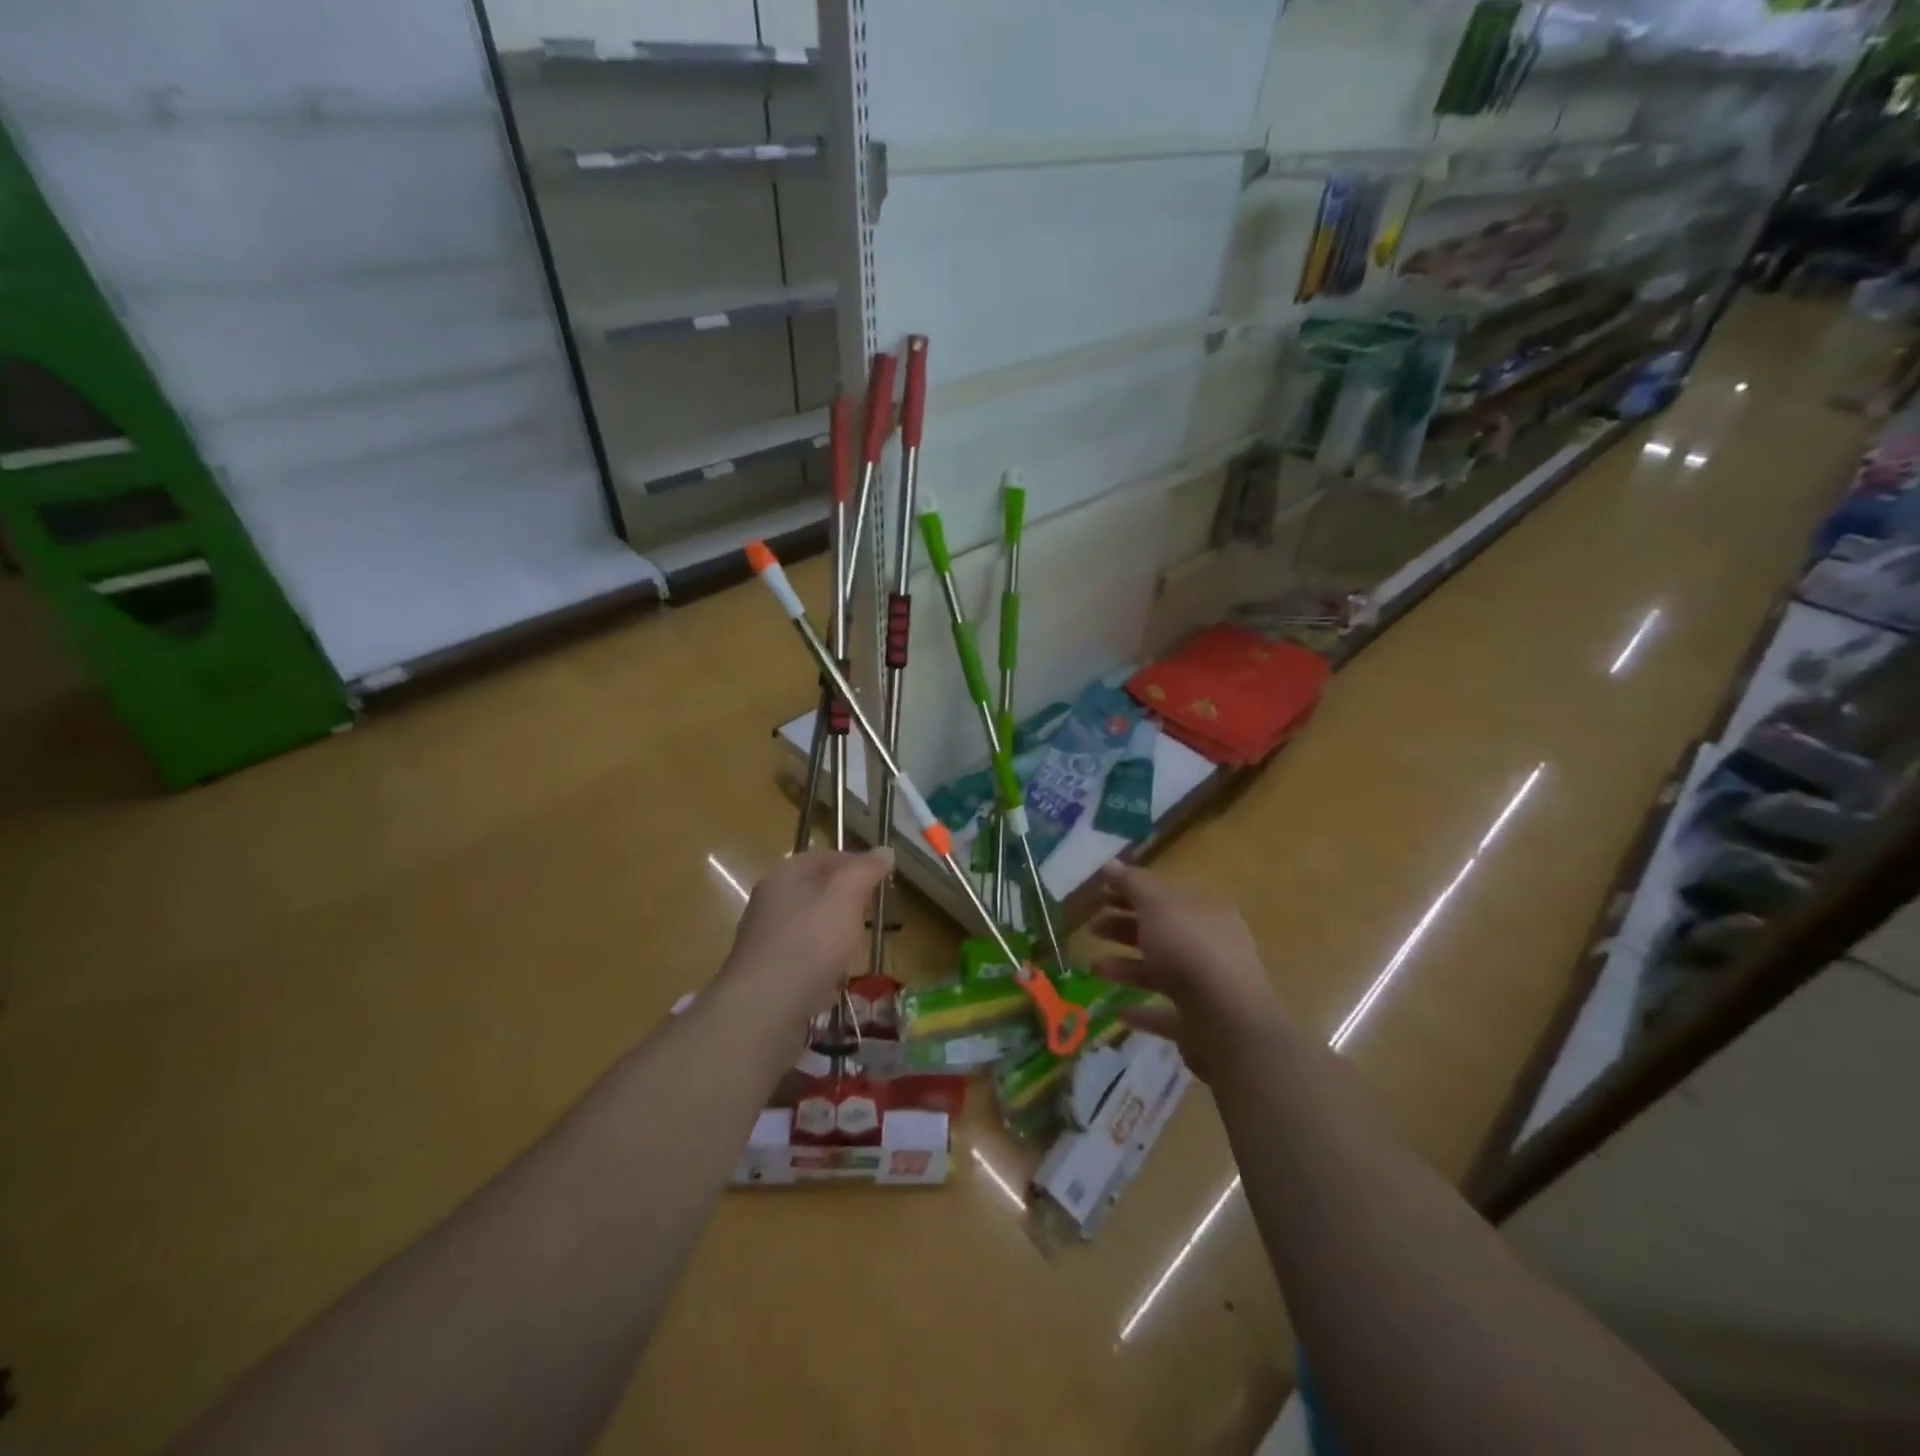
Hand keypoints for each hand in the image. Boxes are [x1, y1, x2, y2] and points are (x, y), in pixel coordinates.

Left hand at [718, 849, 893, 1016]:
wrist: (764, 1007)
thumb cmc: (810, 941)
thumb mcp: (846, 895)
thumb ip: (866, 870)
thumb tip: (884, 851)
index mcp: (786, 873)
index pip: (827, 856)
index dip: (857, 863)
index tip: (883, 880)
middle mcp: (770, 900)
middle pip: (817, 890)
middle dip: (847, 900)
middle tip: (872, 913)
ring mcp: (765, 937)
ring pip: (810, 924)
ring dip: (834, 932)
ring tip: (857, 946)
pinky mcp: (767, 971)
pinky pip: (802, 956)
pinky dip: (820, 962)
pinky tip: (833, 977)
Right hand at [1088, 862, 1285, 1079]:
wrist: (1227, 1022)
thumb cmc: (1190, 950)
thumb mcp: (1158, 906)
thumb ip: (1133, 884)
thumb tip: (1110, 864)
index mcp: (1205, 913)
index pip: (1164, 896)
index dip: (1131, 892)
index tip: (1100, 895)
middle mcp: (1209, 947)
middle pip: (1160, 932)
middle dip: (1124, 927)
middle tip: (1091, 928)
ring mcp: (1206, 987)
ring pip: (1159, 971)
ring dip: (1125, 966)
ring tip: (1093, 967)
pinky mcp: (1198, 1024)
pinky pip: (1163, 1013)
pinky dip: (1141, 1010)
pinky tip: (1117, 1010)